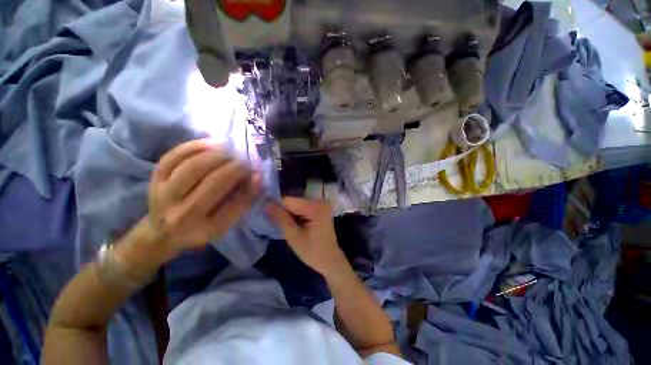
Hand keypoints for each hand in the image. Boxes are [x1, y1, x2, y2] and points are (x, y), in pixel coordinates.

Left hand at [148, 139, 259, 252]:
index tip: (256, 173)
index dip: (249, 185)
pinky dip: (196, 146)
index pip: (234, 204)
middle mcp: (181, 214)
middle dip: (235, 167)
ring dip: (217, 154)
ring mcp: (163, 195)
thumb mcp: (225, 223)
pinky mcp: (154, 179)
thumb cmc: (201, 227)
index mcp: (205, 229)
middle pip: (213, 182)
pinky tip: (212, 144)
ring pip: (194, 166)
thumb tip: (257, 177)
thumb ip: (243, 201)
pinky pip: (174, 156)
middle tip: (245, 161)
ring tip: (231, 151)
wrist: (162, 232)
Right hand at [266, 198, 347, 276]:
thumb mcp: (293, 236)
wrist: (331, 261)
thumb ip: (280, 218)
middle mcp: (320, 201)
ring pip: (297, 205)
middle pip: (294, 202)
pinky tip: (294, 225)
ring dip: (290, 215)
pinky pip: (303, 208)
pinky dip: (297, 216)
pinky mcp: (321, 209)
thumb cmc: (313, 252)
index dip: (276, 207)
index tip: (267, 216)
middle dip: (284, 212)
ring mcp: (322, 205)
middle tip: (277, 225)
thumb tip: (266, 204)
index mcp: (315, 207)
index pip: (289, 200)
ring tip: (286, 227)